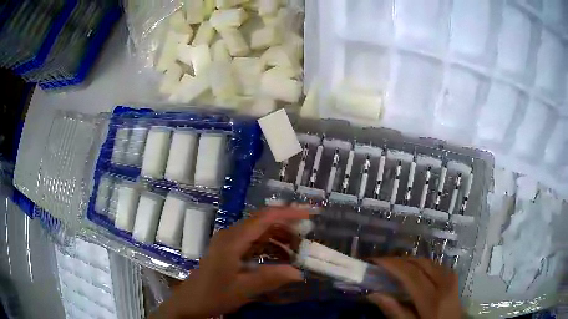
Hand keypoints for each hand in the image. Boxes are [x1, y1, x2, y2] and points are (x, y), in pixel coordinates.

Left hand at [151, 208, 308, 318]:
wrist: (190, 302)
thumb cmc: (213, 294)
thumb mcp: (243, 289)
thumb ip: (270, 278)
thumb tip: (298, 272)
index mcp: (233, 239)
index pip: (265, 218)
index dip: (289, 213)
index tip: (310, 215)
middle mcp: (231, 235)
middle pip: (263, 222)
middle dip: (287, 226)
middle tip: (306, 238)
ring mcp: (229, 242)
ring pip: (259, 232)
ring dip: (278, 238)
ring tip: (296, 252)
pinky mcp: (228, 250)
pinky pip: (253, 242)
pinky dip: (268, 247)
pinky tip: (279, 259)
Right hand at [367, 258, 461, 318]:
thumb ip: (395, 312)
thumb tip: (374, 294)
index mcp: (432, 299)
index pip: (410, 274)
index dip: (392, 265)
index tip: (375, 260)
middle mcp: (444, 283)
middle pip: (421, 263)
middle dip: (400, 260)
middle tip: (382, 263)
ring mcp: (452, 279)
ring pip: (429, 262)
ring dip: (411, 261)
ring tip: (395, 266)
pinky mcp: (454, 279)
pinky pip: (436, 265)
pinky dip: (422, 264)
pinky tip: (415, 271)